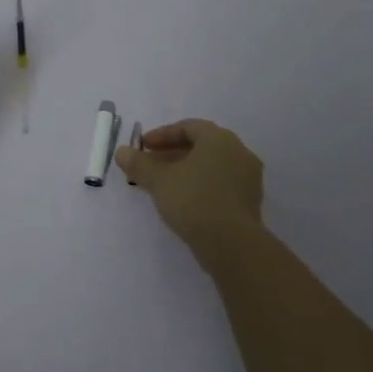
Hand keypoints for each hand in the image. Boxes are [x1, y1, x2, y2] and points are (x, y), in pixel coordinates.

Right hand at [115, 118, 264, 250]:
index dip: (162, 135)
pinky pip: (222, 184)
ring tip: (164, 185)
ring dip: (187, 171)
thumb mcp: (158, 180)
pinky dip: (202, 186)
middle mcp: (239, 152)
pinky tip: (185, 201)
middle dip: (173, 153)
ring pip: (212, 166)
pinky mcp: (250, 202)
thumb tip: (122, 152)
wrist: (232, 244)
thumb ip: (139, 164)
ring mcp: (249, 178)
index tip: (143, 147)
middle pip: (202, 146)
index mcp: (219, 139)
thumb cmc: (193, 200)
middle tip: (151, 165)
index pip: (189, 127)